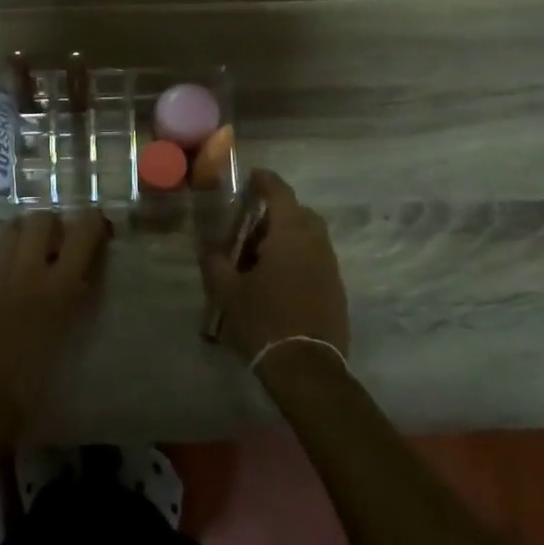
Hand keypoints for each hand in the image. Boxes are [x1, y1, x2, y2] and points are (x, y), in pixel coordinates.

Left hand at [0, 209, 110, 435]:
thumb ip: (81, 295)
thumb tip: (87, 269)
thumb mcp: (73, 334)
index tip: (98, 229)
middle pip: (43, 218)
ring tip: (30, 254)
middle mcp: (28, 268)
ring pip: (13, 227)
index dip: (95, 222)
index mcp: (60, 286)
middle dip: (55, 225)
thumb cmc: (37, 381)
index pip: (85, 230)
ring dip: (26, 235)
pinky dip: (5, 258)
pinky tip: (7, 280)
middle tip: (58, 245)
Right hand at [201, 170, 347, 370]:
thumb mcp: (227, 291)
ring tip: (259, 254)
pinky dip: (298, 256)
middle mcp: (316, 242)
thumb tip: (207, 246)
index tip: (252, 177)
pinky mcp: (336, 287)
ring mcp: (330, 266)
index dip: (265, 181)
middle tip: (249, 225)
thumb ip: (215, 262)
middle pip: (298, 213)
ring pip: (309, 236)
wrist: (306, 367)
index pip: (280, 192)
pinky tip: (277, 278)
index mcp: (290, 234)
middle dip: (275, 212)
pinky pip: (316, 257)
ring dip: (287, 235)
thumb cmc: (263, 320)